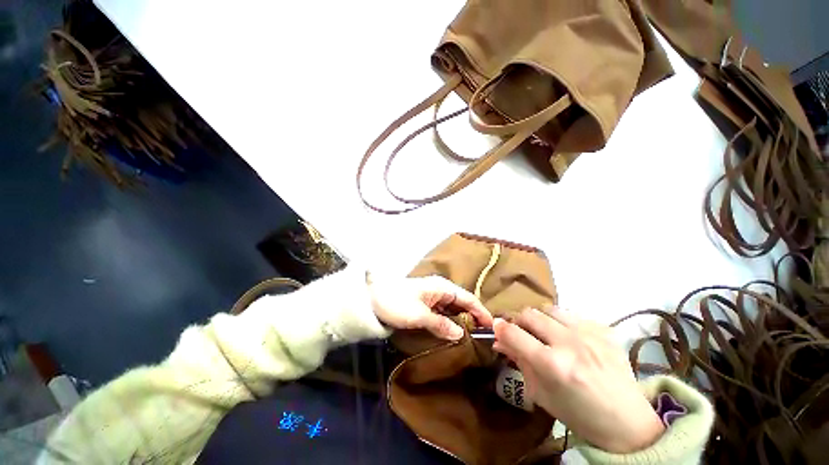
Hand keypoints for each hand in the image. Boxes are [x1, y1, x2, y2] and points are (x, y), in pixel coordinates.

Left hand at [369, 275, 492, 340]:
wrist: (368, 301)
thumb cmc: (395, 304)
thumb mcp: (419, 316)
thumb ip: (441, 325)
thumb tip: (460, 334)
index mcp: (442, 287)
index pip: (468, 299)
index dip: (481, 312)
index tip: (491, 325)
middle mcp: (439, 290)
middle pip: (462, 303)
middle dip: (473, 316)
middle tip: (483, 333)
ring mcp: (430, 298)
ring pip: (452, 309)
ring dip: (461, 320)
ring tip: (471, 335)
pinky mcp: (421, 306)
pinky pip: (441, 314)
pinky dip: (449, 322)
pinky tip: (451, 332)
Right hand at [492, 307, 664, 452]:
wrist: (621, 413)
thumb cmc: (578, 415)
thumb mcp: (543, 397)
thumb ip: (523, 366)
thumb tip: (503, 343)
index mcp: (552, 364)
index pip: (515, 334)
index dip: (500, 329)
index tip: (495, 330)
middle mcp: (570, 341)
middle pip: (533, 314)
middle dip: (519, 322)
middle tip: (520, 335)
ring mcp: (591, 331)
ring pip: (554, 309)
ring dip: (542, 320)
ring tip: (545, 336)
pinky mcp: (606, 328)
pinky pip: (576, 317)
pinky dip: (565, 325)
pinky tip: (571, 341)